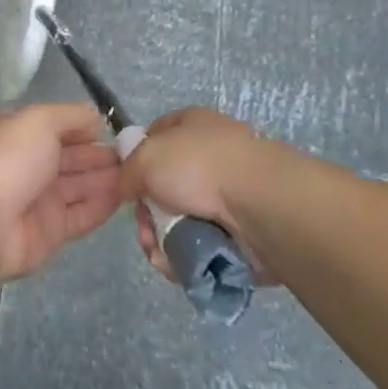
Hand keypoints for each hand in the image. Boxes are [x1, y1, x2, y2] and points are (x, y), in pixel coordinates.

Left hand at [0, 104, 123, 280]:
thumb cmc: (10, 160)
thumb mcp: (39, 120)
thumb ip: (70, 116)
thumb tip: (95, 117)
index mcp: (20, 135)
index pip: (58, 127)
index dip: (85, 128)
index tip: (115, 131)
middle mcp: (30, 165)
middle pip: (72, 158)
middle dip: (101, 155)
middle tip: (136, 155)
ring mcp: (40, 199)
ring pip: (80, 186)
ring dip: (107, 179)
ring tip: (138, 175)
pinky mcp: (51, 231)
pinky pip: (82, 215)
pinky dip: (103, 206)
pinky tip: (127, 197)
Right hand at [117, 107, 282, 284]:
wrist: (260, 205)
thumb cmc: (199, 166)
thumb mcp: (146, 156)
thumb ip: (127, 170)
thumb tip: (129, 188)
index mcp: (193, 125)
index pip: (157, 134)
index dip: (137, 157)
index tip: (127, 182)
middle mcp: (211, 157)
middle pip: (164, 186)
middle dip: (147, 213)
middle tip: (145, 228)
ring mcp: (226, 196)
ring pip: (178, 220)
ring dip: (161, 239)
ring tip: (160, 252)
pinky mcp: (238, 233)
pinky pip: (198, 246)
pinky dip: (183, 257)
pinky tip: (175, 263)